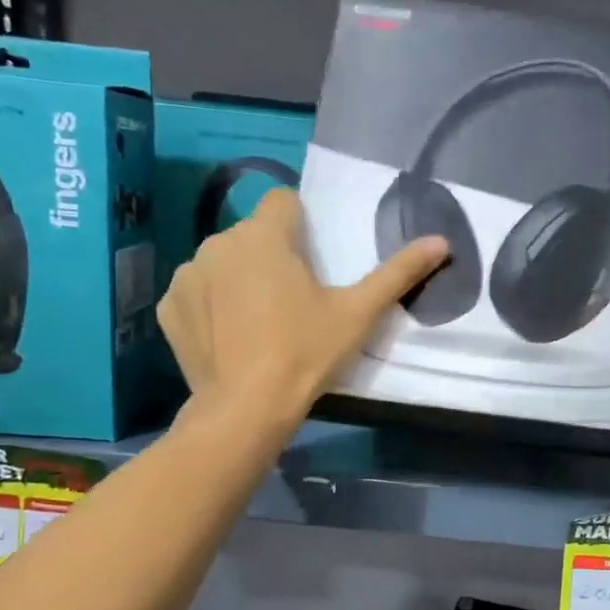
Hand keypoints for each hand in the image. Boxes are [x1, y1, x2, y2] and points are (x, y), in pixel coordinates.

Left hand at [158, 189, 447, 430]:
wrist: (246, 408)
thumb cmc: (305, 353)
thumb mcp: (358, 314)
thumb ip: (398, 273)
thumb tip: (441, 241)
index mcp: (264, 236)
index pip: (283, 201)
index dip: (301, 225)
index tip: (312, 262)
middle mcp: (218, 243)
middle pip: (253, 235)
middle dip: (271, 256)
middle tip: (293, 301)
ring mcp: (187, 275)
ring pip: (223, 261)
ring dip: (239, 278)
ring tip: (259, 323)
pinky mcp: (168, 307)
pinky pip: (196, 292)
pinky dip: (210, 305)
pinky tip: (229, 337)